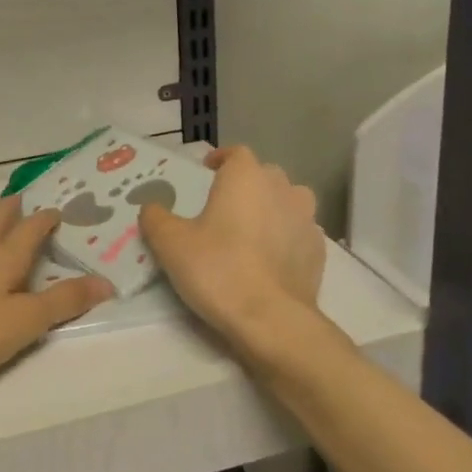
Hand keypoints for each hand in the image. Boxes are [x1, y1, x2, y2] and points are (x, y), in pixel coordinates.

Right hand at [139, 146, 324, 352]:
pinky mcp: (319, 250)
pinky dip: (285, 237)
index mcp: (246, 177)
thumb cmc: (217, 269)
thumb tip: (152, 208)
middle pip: (263, 175)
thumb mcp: (170, 243)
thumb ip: (156, 218)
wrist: (271, 319)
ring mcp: (306, 219)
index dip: (221, 159)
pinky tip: (270, 259)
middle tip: (223, 206)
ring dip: (271, 208)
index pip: (236, 153)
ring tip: (251, 230)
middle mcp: (282, 188)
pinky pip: (298, 233)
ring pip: (288, 201)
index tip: (207, 172)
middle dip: (245, 184)